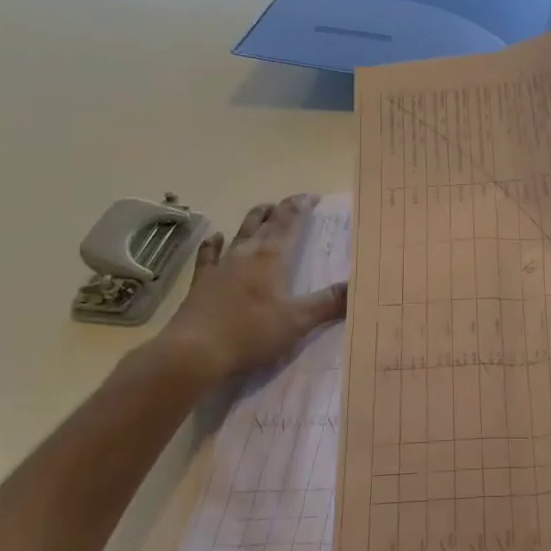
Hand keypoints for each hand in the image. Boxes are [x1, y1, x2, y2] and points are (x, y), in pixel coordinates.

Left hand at [144, 194, 347, 387]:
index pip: (289, 221)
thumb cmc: (250, 333)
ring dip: (253, 219)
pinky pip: (208, 256)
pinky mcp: (201, 283)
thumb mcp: (297, 321)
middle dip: (280, 210)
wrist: (192, 353)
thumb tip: (358, 286)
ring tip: (262, 211)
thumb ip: (329, 303)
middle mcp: (246, 253)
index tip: (313, 197)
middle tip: (292, 204)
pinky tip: (216, 238)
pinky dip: (214, 244)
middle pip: (265, 222)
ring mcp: (220, 266)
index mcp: (272, 256)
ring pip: (240, 232)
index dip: (301, 206)